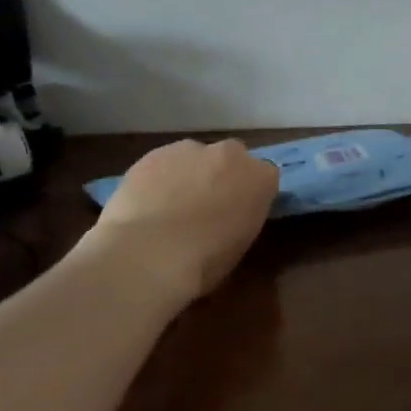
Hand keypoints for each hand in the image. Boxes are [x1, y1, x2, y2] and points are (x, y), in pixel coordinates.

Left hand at [82, 138, 279, 302]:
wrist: (150, 254)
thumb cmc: (204, 261)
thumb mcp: (240, 244)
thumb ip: (240, 217)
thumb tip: (226, 217)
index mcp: (262, 179)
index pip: (264, 177)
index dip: (249, 193)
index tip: (237, 212)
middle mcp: (231, 154)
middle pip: (230, 158)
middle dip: (220, 175)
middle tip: (205, 206)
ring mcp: (191, 149)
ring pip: (194, 157)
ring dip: (188, 174)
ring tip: (170, 207)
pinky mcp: (155, 153)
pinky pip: (162, 163)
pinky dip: (158, 178)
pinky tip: (146, 204)